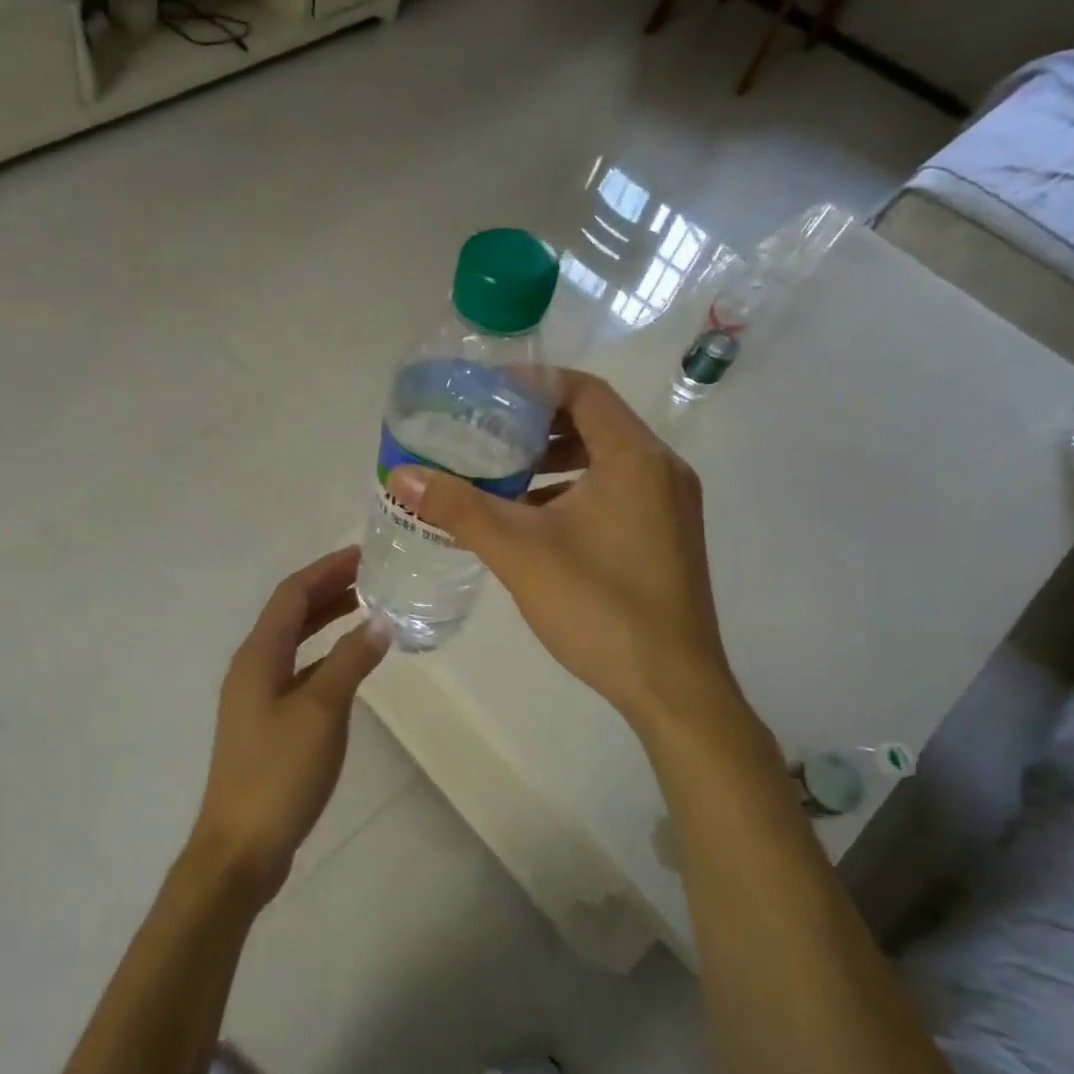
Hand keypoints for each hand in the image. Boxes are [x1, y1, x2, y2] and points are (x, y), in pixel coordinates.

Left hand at [187, 547, 389, 904]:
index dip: (326, 570)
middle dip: (328, 590)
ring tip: (367, 609)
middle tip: (372, 576)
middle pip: (291, 614)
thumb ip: (350, 661)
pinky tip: (350, 665)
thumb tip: (380, 620)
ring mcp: (257, 697)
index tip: (363, 554)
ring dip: (327, 621)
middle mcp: (252, 667)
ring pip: (295, 643)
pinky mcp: (267, 723)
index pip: (292, 595)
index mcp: (258, 655)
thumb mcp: (321, 711)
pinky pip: (299, 671)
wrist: (241, 846)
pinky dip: (325, 657)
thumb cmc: (279, 772)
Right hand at [384, 370, 746, 740]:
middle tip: (484, 434)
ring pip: (605, 460)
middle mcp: (662, 470)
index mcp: (635, 458)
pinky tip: (533, 520)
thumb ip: (460, 509)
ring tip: (500, 475)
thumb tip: (402, 474)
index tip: (484, 394)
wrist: (672, 688)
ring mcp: (670, 506)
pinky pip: (616, 491)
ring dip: (554, 461)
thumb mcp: (519, 552)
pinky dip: (574, 491)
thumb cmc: (599, 607)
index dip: (532, 385)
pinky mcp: (666, 537)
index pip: (583, 391)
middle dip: (536, 425)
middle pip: (594, 422)